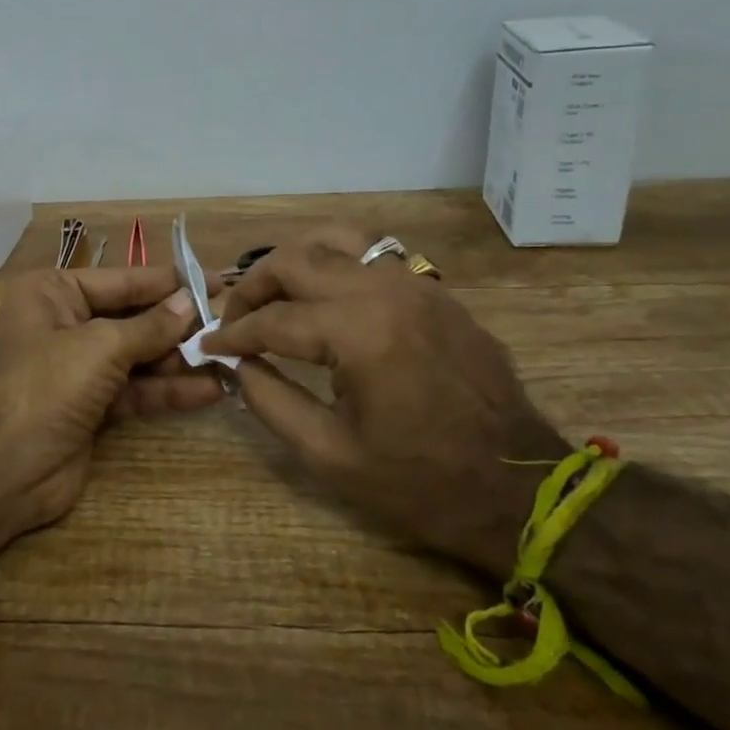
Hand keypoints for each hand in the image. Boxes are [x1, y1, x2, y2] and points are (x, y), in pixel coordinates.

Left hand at [0, 266, 223, 543]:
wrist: (2, 471)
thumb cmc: (45, 387)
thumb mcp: (100, 347)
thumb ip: (150, 327)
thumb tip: (189, 302)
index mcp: (52, 293)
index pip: (121, 280)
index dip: (168, 282)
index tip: (216, 280)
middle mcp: (64, 323)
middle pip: (131, 318)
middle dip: (177, 325)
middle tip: (229, 324)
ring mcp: (77, 368)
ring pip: (137, 356)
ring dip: (179, 361)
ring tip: (228, 360)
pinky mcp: (90, 406)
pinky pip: (135, 390)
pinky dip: (167, 390)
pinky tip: (209, 391)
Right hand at [202, 225, 567, 574]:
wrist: (522, 491)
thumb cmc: (420, 484)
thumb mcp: (329, 456)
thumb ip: (270, 400)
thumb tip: (238, 363)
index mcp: (360, 334)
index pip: (274, 319)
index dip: (232, 333)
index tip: (207, 345)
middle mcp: (387, 292)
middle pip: (298, 259)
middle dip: (253, 285)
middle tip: (235, 317)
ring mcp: (418, 286)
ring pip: (338, 239)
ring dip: (295, 260)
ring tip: (275, 293)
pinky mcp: (437, 293)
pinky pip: (374, 255)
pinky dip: (335, 263)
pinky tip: (324, 297)